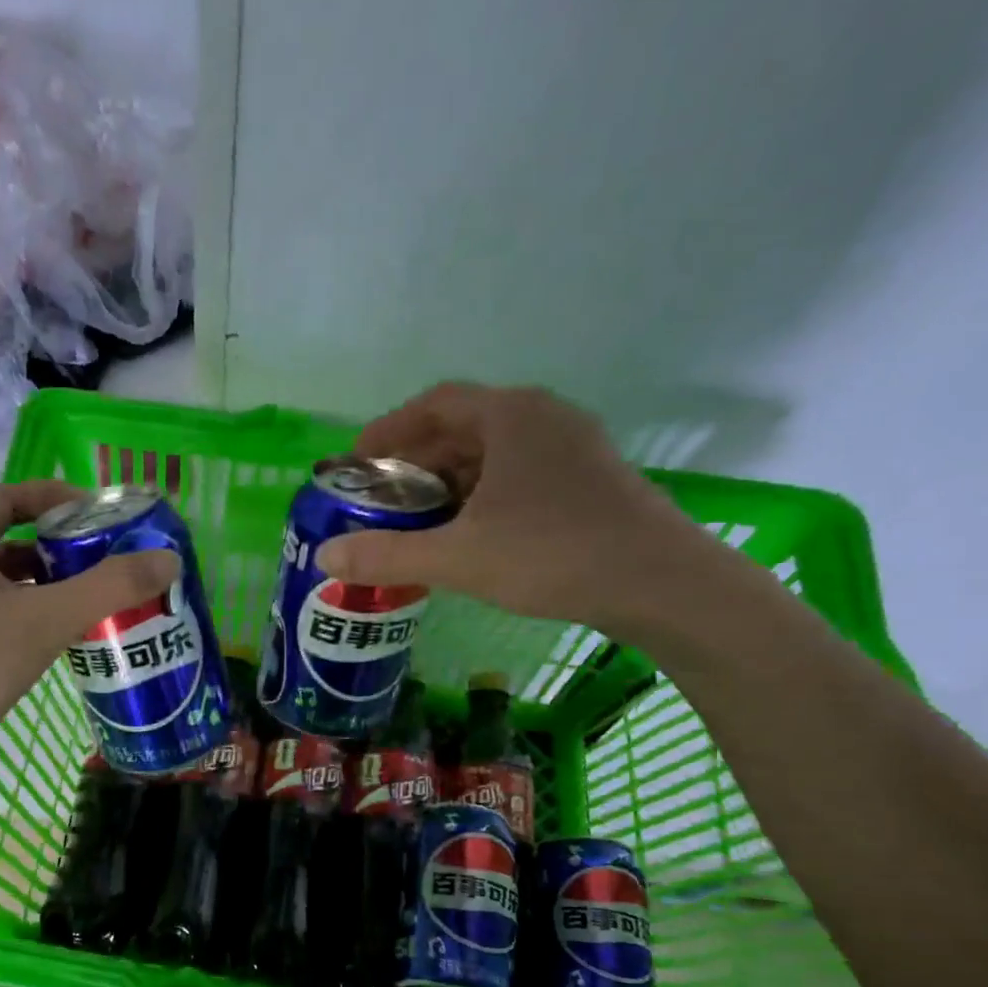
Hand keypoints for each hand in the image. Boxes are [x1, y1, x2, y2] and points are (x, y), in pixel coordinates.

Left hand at [0, 480, 178, 769]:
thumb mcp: (45, 619)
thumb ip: (109, 587)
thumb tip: (168, 559)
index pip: (7, 497)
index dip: (54, 496)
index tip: (98, 513)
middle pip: (8, 541)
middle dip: (59, 547)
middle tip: (108, 560)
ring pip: (5, 585)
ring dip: (48, 586)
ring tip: (96, 600)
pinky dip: (32, 619)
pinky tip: (63, 640)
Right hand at [315, 383, 726, 635]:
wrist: (661, 583)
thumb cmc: (553, 554)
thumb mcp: (458, 557)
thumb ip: (387, 554)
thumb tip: (325, 556)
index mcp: (510, 416)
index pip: (434, 404)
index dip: (388, 430)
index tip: (357, 462)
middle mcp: (542, 418)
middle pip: (462, 428)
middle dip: (415, 463)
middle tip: (380, 500)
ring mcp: (571, 448)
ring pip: (491, 454)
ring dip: (447, 482)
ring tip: (416, 521)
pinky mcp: (588, 480)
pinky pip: (517, 475)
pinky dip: (480, 496)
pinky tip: (467, 534)